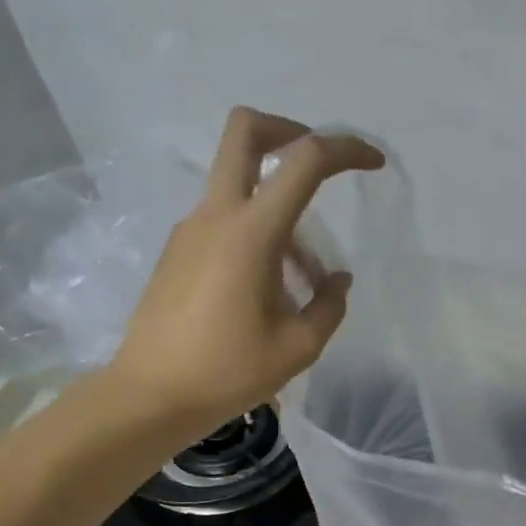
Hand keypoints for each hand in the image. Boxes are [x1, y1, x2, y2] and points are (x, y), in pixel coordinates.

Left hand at [105, 108, 384, 435]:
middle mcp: (217, 216)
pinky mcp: (179, 250)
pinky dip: (258, 234)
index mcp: (251, 233)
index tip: (373, 162)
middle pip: (245, 131)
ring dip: (281, 209)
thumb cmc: (229, 371)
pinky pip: (226, 221)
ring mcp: (192, 229)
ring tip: (303, 279)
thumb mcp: (299, 346)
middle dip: (289, 130)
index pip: (304, 161)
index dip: (345, 149)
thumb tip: (335, 280)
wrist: (152, 395)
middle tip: (320, 165)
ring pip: (240, 184)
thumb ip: (329, 306)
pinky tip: (270, 290)